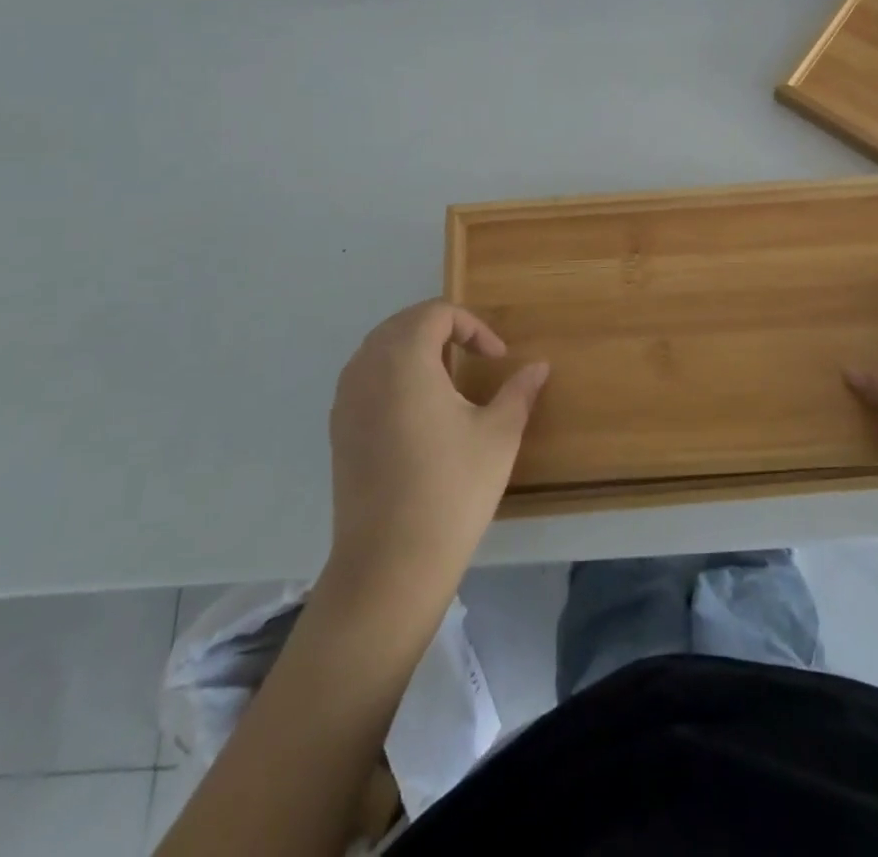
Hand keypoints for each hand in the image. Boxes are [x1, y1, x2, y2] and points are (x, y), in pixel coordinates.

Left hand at [327, 300, 548, 603]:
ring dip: (415, 349)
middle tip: (475, 357)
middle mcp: (367, 369)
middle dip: (442, 330)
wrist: (390, 564)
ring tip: (448, 378)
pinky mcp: (338, 429)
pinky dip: (393, 374)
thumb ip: (519, 391)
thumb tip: (539, 366)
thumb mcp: (499, 435)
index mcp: (404, 359)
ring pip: (379, 348)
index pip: (436, 313)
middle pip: (403, 323)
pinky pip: (364, 377)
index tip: (498, 358)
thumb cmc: (452, 489)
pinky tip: (418, 410)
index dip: (473, 326)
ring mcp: (346, 400)